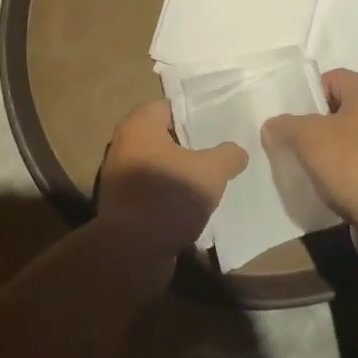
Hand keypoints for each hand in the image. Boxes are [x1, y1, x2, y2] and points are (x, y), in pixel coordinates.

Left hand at [96, 101, 247, 260]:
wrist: (132, 251)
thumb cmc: (169, 196)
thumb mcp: (210, 172)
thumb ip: (228, 155)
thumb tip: (238, 151)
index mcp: (139, 125)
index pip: (168, 106)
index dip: (193, 114)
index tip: (217, 124)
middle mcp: (123, 144)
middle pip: (162, 137)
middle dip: (188, 145)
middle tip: (218, 151)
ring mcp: (119, 176)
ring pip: (158, 165)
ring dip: (179, 172)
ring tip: (210, 180)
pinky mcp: (122, 204)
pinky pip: (151, 190)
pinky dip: (169, 195)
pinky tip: (192, 206)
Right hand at [262, 70, 357, 247]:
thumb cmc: (354, 165)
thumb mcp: (308, 138)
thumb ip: (285, 126)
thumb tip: (271, 126)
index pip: (332, 78)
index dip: (307, 94)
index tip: (290, 118)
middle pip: (337, 109)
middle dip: (310, 125)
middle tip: (289, 141)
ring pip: (344, 138)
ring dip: (322, 150)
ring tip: (301, 165)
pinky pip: (355, 162)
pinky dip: (338, 169)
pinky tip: (321, 184)